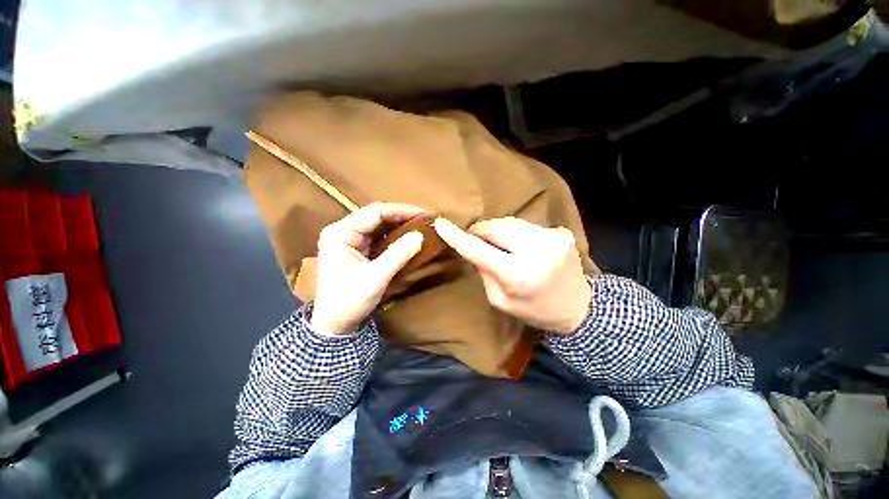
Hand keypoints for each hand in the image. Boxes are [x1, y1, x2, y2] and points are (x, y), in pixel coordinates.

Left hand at [311, 203, 425, 335]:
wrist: (335, 324)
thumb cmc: (349, 301)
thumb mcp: (376, 277)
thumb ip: (398, 255)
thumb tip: (420, 235)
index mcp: (340, 233)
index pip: (375, 212)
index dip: (401, 210)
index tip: (424, 214)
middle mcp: (343, 231)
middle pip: (377, 216)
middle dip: (402, 217)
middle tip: (425, 220)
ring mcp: (349, 240)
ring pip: (379, 226)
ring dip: (399, 225)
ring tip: (421, 226)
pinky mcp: (357, 249)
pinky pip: (379, 237)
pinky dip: (395, 236)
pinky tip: (408, 237)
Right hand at [433, 217, 591, 334]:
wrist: (579, 308)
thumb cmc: (535, 310)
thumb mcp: (501, 301)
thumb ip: (485, 273)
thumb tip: (474, 248)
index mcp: (519, 276)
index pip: (480, 250)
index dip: (458, 236)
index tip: (441, 224)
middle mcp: (537, 252)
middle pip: (496, 227)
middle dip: (481, 231)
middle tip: (475, 239)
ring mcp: (553, 238)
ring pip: (511, 222)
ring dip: (499, 231)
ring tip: (501, 246)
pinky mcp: (562, 232)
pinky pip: (526, 226)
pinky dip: (517, 233)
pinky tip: (522, 247)